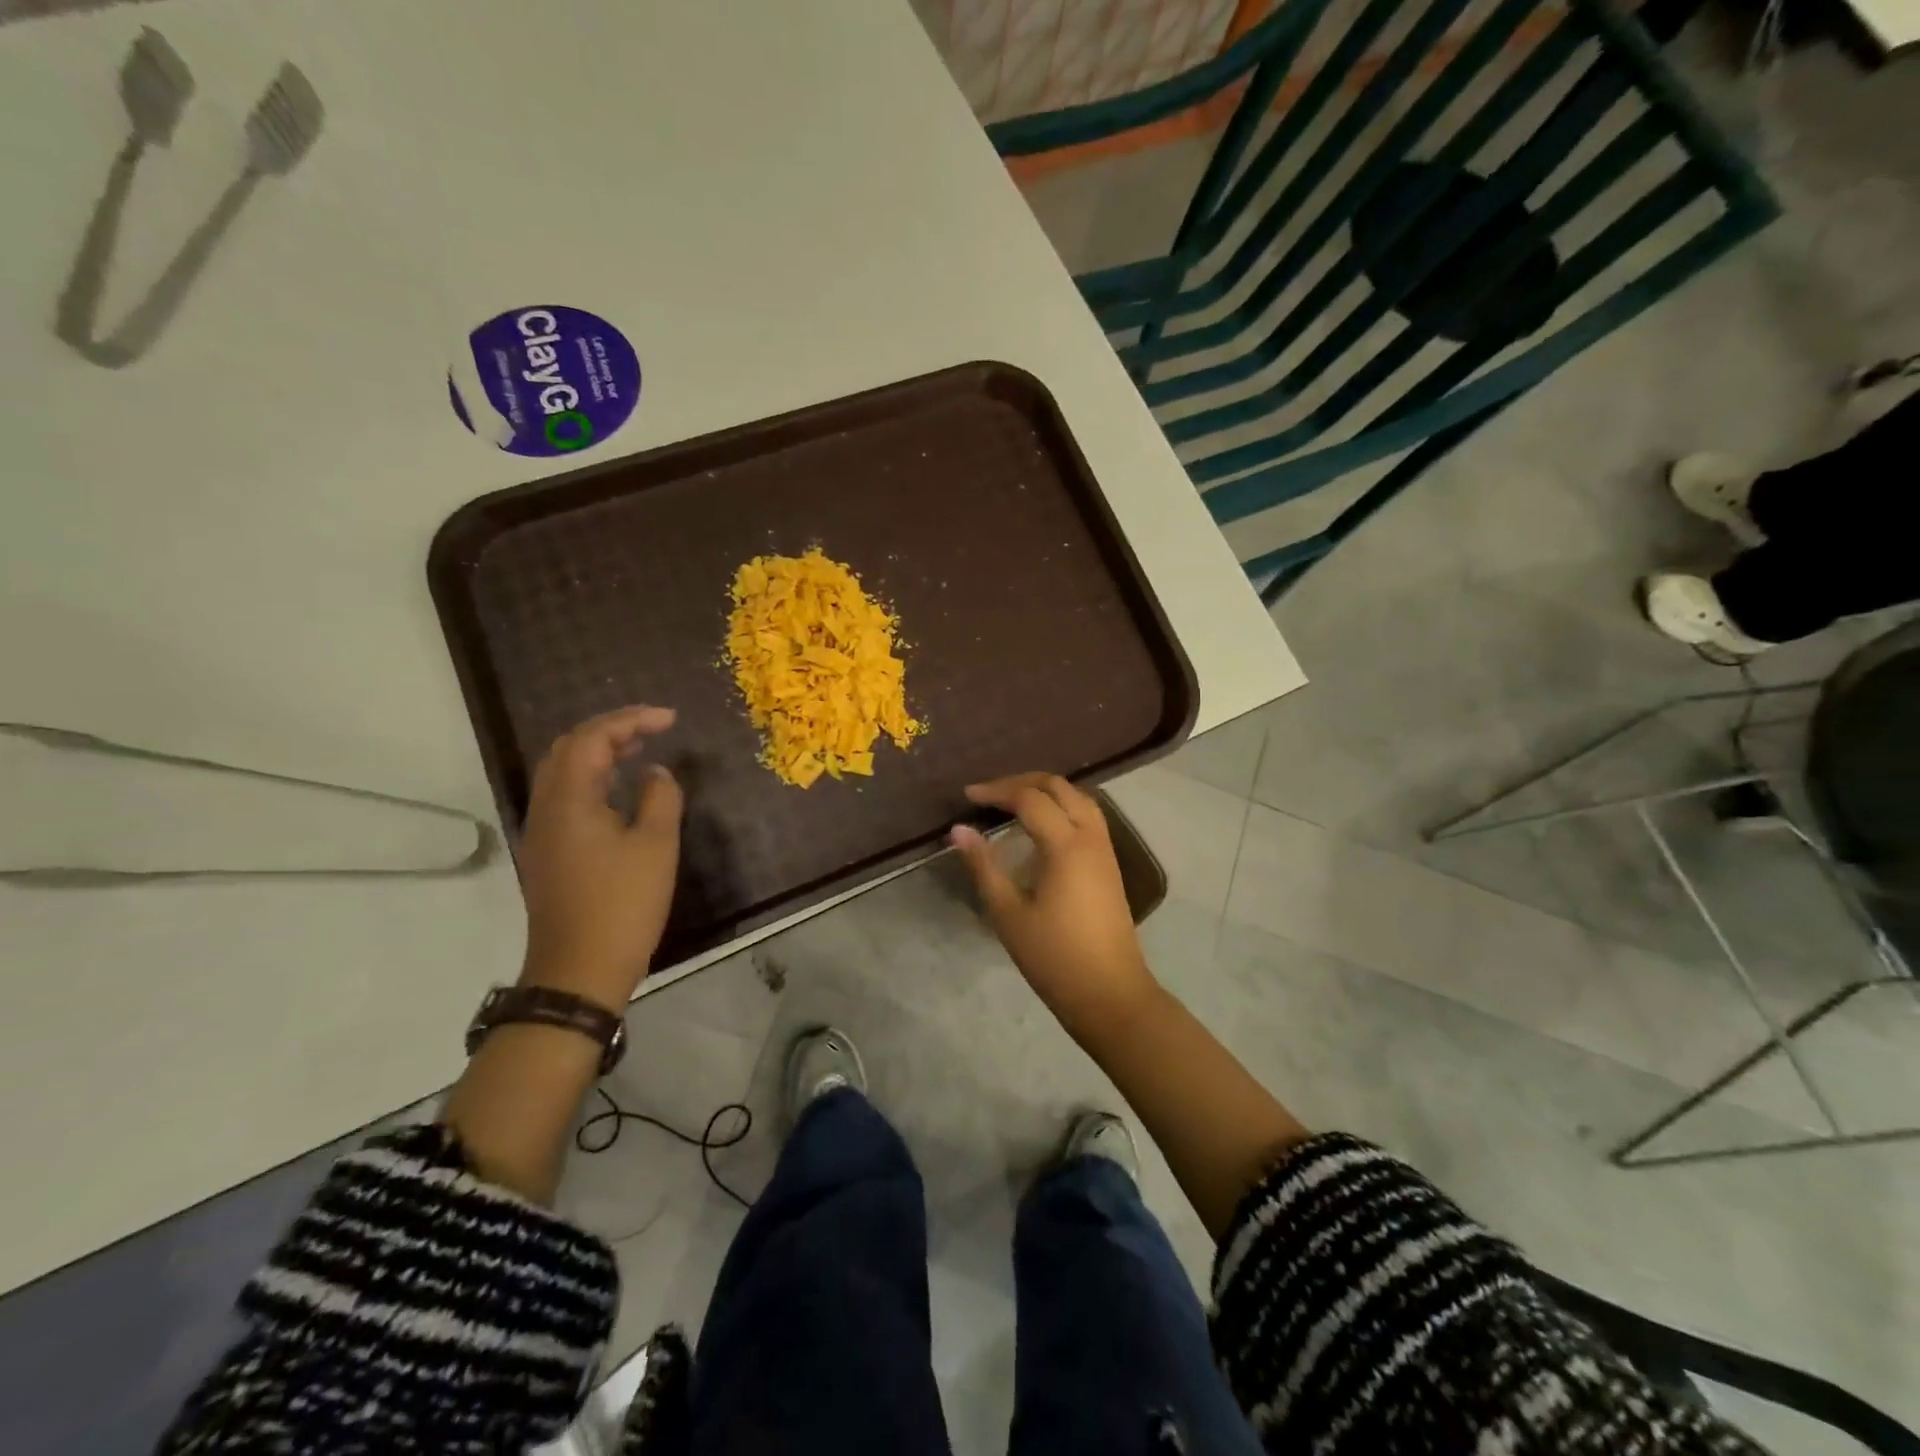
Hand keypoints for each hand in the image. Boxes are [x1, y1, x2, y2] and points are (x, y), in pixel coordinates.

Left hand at [517, 705, 683, 1009]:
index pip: (592, 738)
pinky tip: (620, 792)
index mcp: (569, 799)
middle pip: (569, 749)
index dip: (631, 720)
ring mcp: (543, 832)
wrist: (578, 971)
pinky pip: (567, 797)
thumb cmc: (622, 905)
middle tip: (653, 729)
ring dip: (600, 753)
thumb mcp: (655, 846)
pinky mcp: (549, 853)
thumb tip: (656, 773)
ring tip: (640, 750)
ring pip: (564, 773)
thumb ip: (659, 798)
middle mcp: (546, 807)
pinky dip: (594, 779)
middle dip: (611, 730)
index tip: (670, 719)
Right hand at [949, 772, 1157, 1034]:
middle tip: (989, 794)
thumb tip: (958, 830)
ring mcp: (1105, 849)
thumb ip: (983, 866)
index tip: (968, 796)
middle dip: (1022, 782)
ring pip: (1078, 798)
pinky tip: (1041, 826)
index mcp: (1066, 845)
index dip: (996, 791)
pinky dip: (1062, 806)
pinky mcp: (1110, 864)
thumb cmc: (1054, 957)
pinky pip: (1087, 816)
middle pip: (1059, 787)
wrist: (1110, 994)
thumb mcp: (1008, 913)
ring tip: (1012, 802)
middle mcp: (1091, 836)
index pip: (1029, 798)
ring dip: (1045, 791)